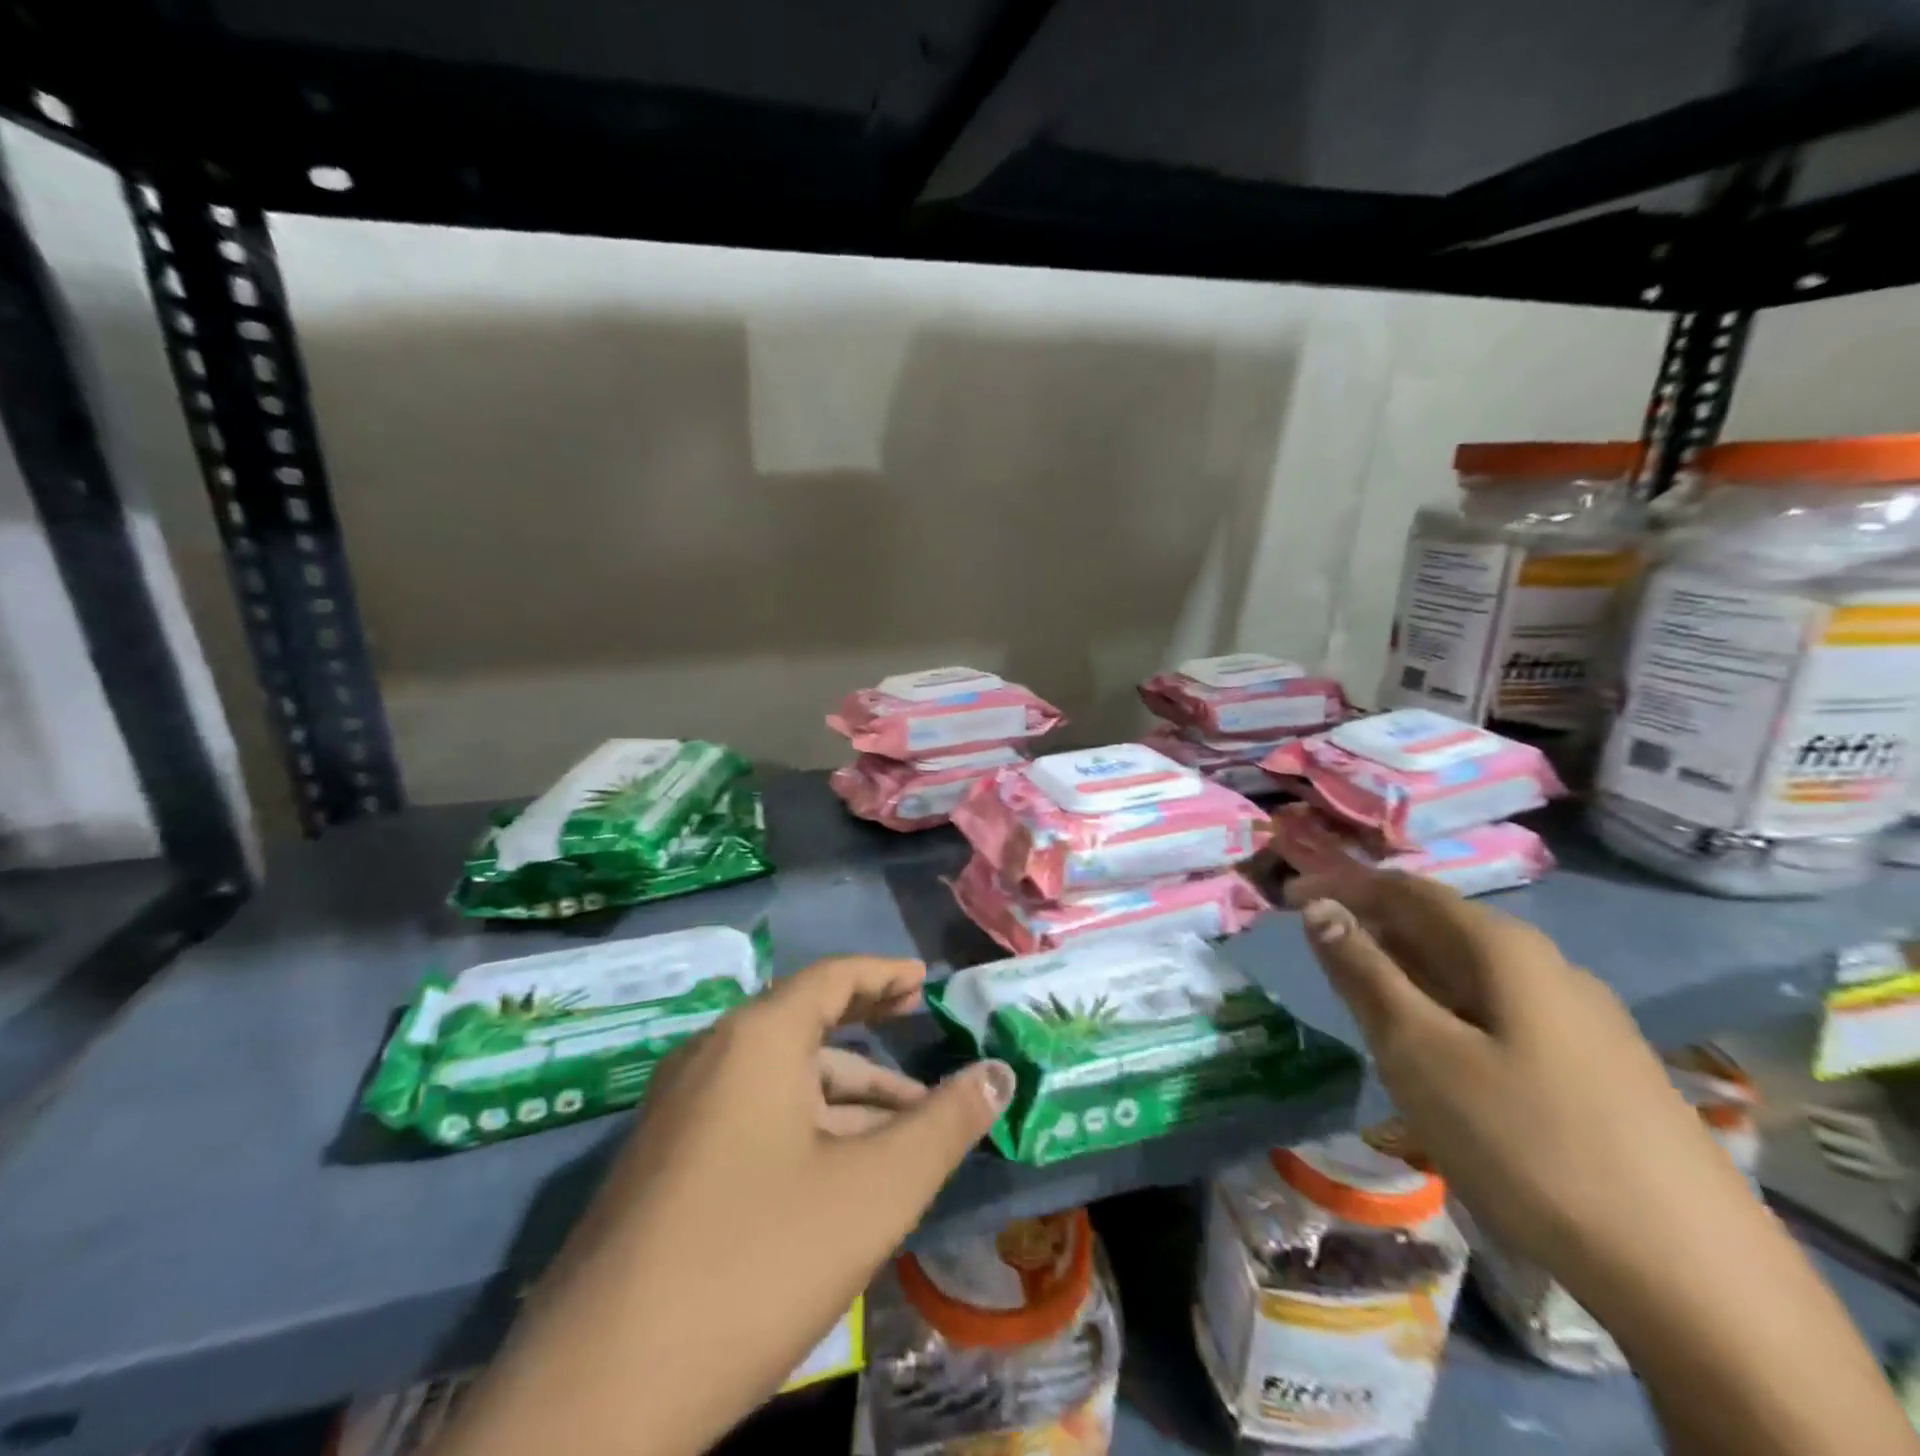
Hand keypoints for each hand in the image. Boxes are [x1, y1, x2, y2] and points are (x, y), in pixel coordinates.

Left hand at [440, 956, 1012, 1455]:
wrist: (591, 1400)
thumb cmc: (755, 1262)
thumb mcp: (873, 1191)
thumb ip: (944, 1125)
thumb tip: (998, 1073)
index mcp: (755, 1041)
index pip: (831, 978)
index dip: (883, 973)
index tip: (924, 982)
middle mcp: (709, 1059)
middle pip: (804, 1024)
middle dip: (868, 1031)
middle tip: (918, 1032)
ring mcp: (677, 1115)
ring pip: (780, 1082)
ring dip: (844, 1094)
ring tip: (904, 1126)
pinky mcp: (663, 1168)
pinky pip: (750, 1119)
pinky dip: (806, 1126)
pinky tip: (839, 1172)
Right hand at [1284, 869, 1748, 1290]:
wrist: (1696, 1278)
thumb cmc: (1527, 1142)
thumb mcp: (1419, 1052)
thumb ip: (1364, 973)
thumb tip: (1320, 910)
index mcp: (1503, 948)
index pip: (1405, 889)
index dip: (1341, 885)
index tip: (1287, 899)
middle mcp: (1548, 966)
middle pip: (1440, 925)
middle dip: (1373, 928)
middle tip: (1318, 954)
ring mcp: (1583, 1018)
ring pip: (1472, 973)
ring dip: (1409, 973)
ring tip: (1365, 1003)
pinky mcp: (1599, 1067)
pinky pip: (1500, 1012)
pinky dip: (1448, 1010)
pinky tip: (1440, 1054)